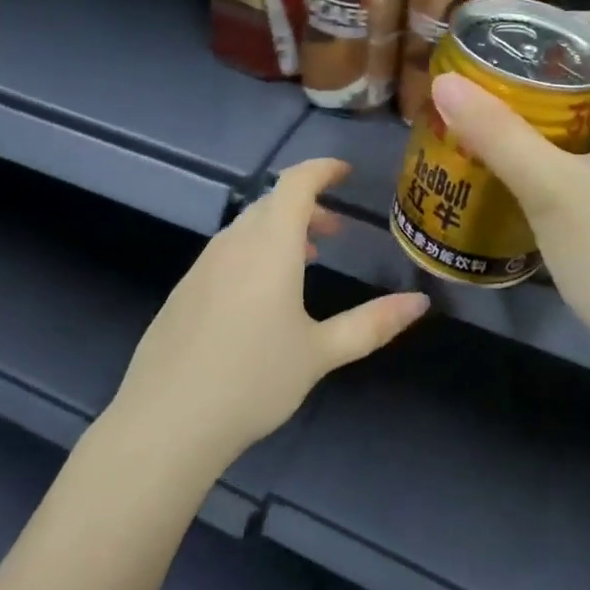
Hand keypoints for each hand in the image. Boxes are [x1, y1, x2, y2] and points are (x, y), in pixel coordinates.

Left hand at [104, 158, 429, 470]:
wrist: (168, 420)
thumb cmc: (254, 380)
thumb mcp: (320, 353)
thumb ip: (372, 324)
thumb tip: (420, 302)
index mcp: (269, 247)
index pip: (295, 184)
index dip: (321, 169)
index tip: (345, 172)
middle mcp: (232, 245)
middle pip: (270, 204)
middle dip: (305, 206)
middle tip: (334, 229)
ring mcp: (202, 267)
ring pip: (246, 229)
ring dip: (279, 231)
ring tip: (305, 260)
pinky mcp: (184, 291)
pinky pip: (226, 253)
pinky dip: (254, 253)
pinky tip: (261, 296)